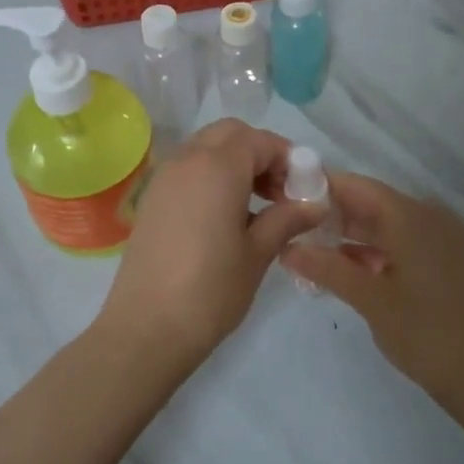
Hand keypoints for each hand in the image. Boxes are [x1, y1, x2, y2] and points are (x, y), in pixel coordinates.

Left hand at [94, 120, 321, 364]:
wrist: (146, 328)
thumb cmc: (210, 290)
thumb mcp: (258, 253)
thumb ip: (287, 219)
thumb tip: (316, 203)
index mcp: (217, 167)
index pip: (260, 140)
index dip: (288, 158)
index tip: (305, 189)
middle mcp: (186, 160)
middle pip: (230, 135)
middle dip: (260, 153)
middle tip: (280, 192)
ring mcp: (164, 178)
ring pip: (206, 149)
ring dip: (235, 163)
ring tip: (258, 206)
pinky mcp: (151, 200)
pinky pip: (188, 170)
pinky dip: (212, 177)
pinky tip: (226, 217)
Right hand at [281, 173, 463, 403]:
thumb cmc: (425, 332)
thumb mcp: (369, 299)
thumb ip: (326, 267)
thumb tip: (286, 248)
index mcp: (410, 216)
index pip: (356, 186)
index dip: (320, 187)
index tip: (284, 197)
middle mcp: (428, 217)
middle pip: (370, 203)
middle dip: (331, 214)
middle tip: (289, 227)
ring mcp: (440, 239)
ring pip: (385, 225)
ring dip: (350, 235)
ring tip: (308, 250)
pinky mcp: (444, 261)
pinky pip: (400, 242)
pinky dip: (372, 251)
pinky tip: (344, 269)